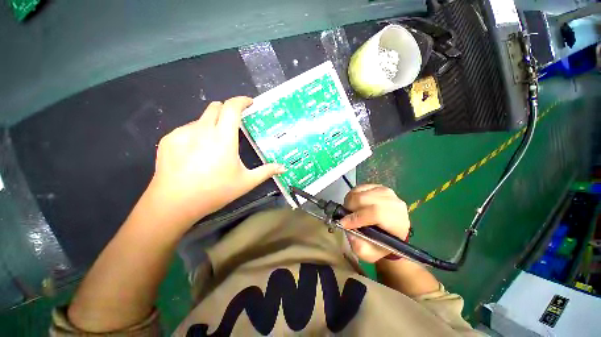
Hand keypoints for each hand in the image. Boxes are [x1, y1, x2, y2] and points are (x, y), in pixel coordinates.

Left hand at [146, 96, 284, 227]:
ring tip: (214, 146)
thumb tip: (283, 168)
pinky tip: (196, 153)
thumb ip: (266, 172)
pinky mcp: (168, 139)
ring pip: (201, 119)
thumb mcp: (246, 182)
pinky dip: (196, 134)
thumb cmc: (215, 191)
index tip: (249, 103)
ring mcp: (182, 133)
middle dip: (227, 110)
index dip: (241, 101)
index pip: (232, 107)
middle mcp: (202, 129)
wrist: (174, 203)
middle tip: (234, 125)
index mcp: (223, 137)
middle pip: (215, 107)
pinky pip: (187, 129)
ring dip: (212, 124)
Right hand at [340, 184, 409, 262]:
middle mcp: (394, 203)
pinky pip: (359, 187)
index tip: (343, 223)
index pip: (375, 213)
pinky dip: (352, 195)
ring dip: (350, 202)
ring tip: (350, 211)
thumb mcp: (370, 253)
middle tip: (345, 217)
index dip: (356, 218)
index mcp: (397, 222)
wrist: (391, 233)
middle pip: (365, 199)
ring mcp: (386, 192)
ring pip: (360, 192)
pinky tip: (354, 204)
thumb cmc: (381, 245)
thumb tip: (347, 229)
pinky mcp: (378, 186)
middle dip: (350, 208)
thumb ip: (358, 245)